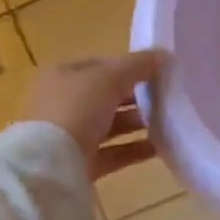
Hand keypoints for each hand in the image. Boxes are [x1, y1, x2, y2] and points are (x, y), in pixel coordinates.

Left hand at [20, 52, 164, 180]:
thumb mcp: (112, 76)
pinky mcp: (80, 162)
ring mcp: (70, 135)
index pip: (101, 65)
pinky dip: (135, 148)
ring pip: (111, 124)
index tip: (157, 72)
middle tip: (166, 97)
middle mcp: (62, 103)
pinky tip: (160, 146)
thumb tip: (164, 55)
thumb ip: (139, 64)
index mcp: (61, 75)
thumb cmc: (78, 108)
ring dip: (138, 122)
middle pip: (106, 95)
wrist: (51, 165)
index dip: (129, 65)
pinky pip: (114, 151)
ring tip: (167, 121)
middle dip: (136, 96)